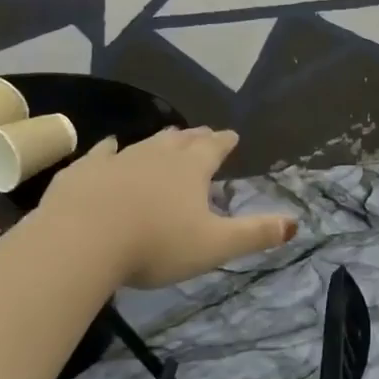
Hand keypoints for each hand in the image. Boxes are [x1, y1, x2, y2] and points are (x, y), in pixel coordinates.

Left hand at [37, 127, 295, 288]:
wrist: (83, 240)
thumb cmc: (156, 244)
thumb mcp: (215, 245)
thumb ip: (255, 234)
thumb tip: (295, 224)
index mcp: (191, 169)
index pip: (214, 148)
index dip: (224, 141)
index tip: (232, 136)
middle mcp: (157, 155)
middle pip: (181, 139)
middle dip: (195, 137)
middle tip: (203, 133)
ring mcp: (118, 159)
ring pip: (146, 142)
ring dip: (161, 140)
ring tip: (169, 136)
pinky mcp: (84, 171)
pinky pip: (102, 153)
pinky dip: (110, 148)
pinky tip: (110, 146)